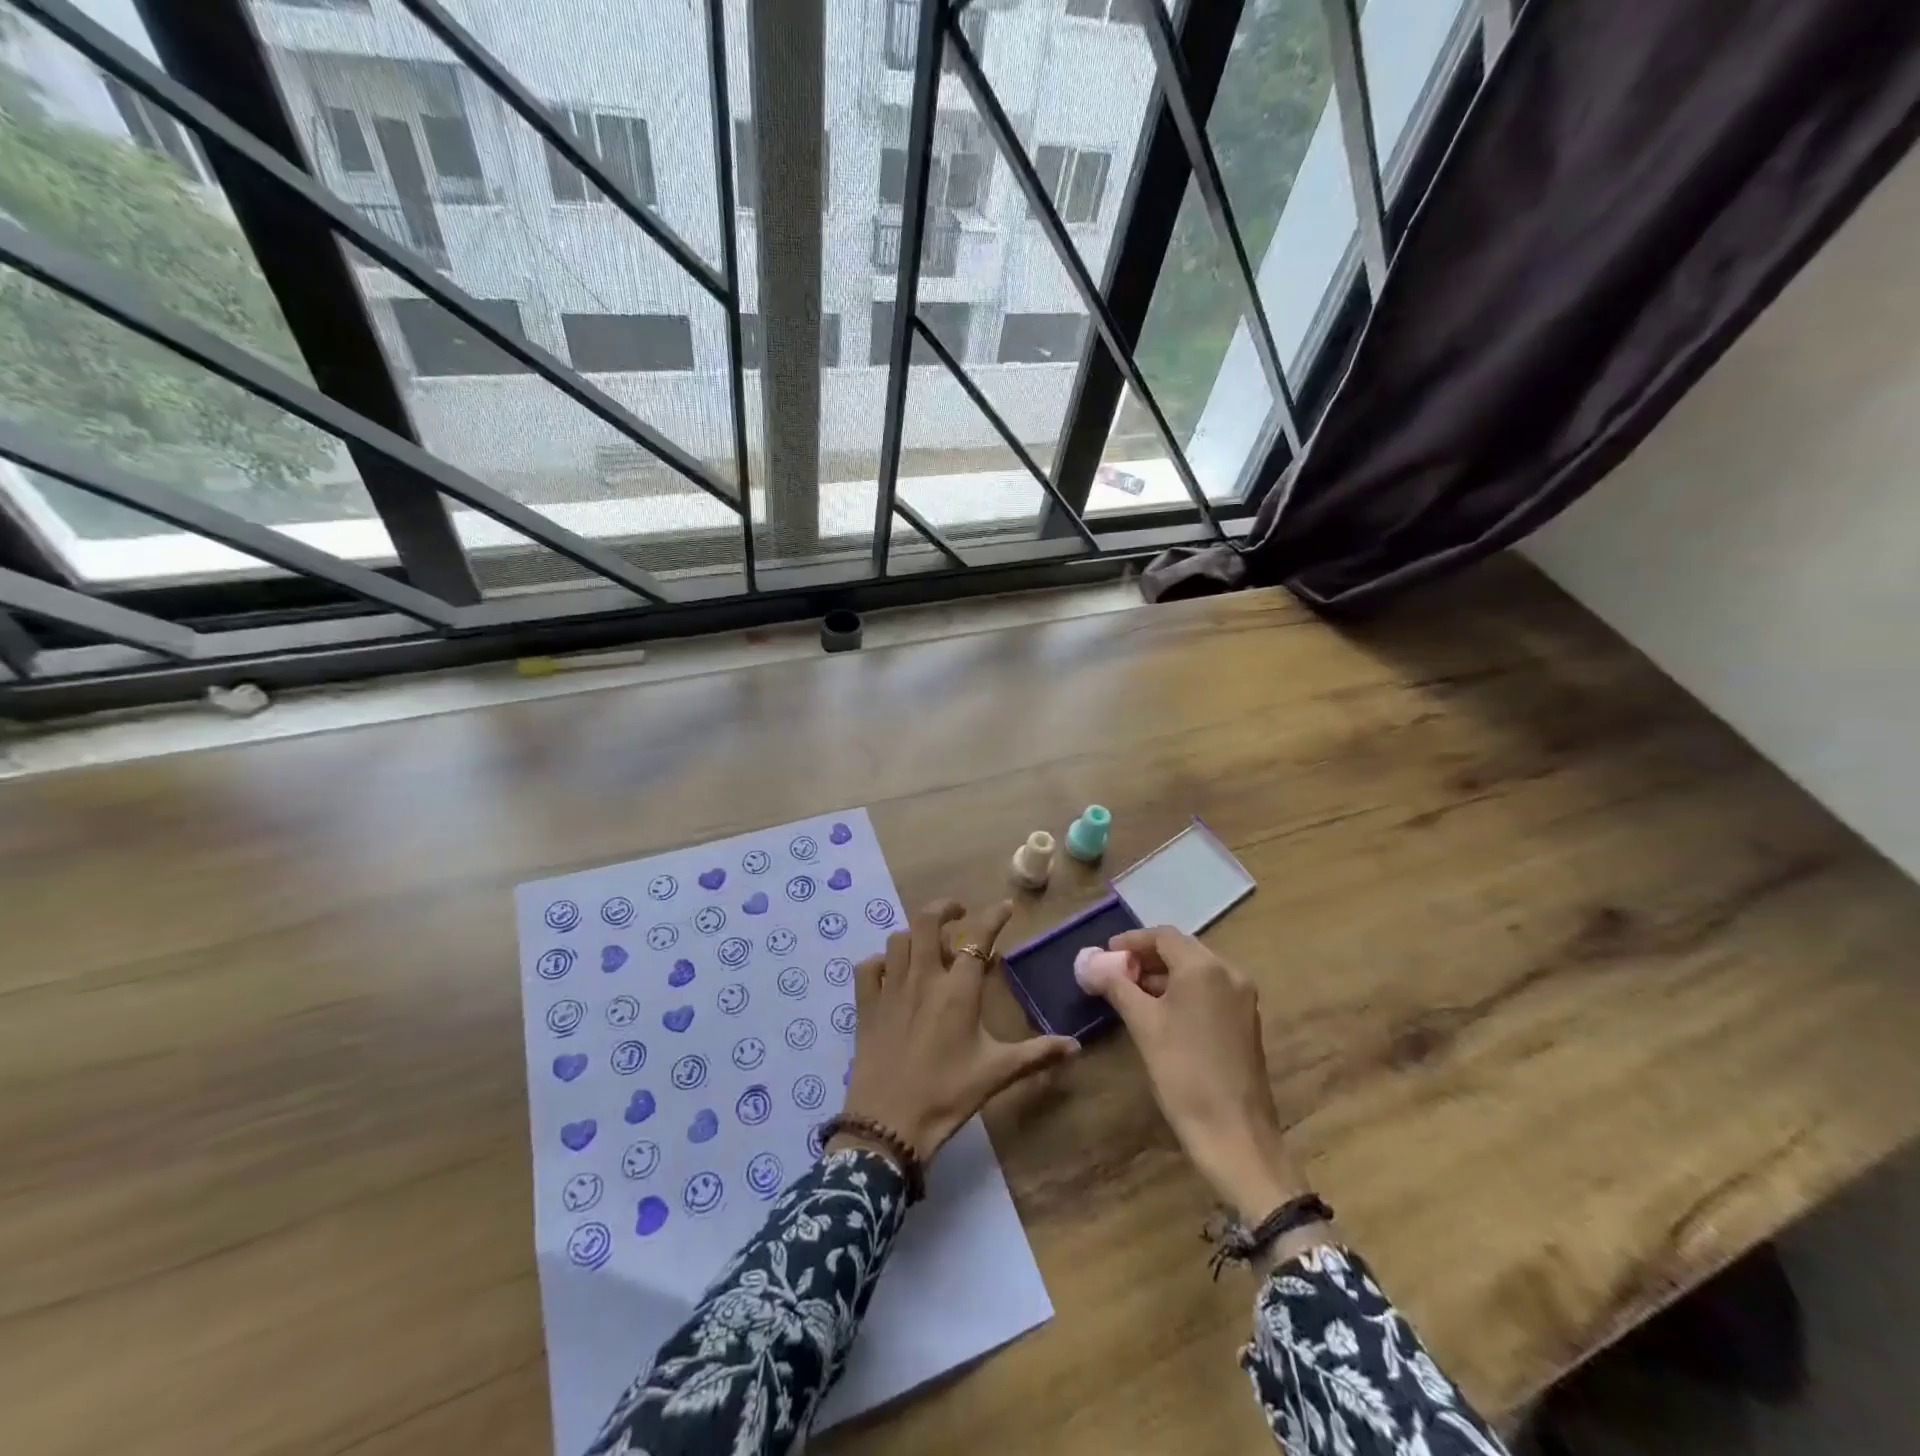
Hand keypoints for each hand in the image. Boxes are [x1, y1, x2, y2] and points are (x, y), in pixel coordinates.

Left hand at [836, 899, 1079, 1161]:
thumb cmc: (948, 1095)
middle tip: (959, 914)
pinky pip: (868, 967)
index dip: (994, 917)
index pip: (978, 937)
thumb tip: (1076, 1046)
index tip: (1007, 907)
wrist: (889, 1124)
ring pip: (898, 939)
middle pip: (927, 921)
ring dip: (915, 935)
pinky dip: (881, 962)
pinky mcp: (866, 1005)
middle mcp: (923, 978)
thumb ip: (1037, 1054)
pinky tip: (891, 972)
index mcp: (958, 989)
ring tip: (928, 946)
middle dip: (945, 909)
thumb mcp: (997, 1073)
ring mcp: (890, 988)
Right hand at [1090, 926, 1309, 1220]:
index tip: (1105, 955)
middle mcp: (1229, 974)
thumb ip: (1116, 985)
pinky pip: (1209, 991)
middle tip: (1115, 973)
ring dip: (1163, 975)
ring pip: (1196, 971)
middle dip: (1146, 957)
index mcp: (1205, 968)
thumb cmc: (1184, 1072)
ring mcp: (1242, 998)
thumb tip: (1090, 961)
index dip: (1131, 941)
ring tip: (1130, 993)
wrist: (1235, 1134)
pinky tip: (1159, 1013)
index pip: (1163, 936)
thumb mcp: (1143, 1024)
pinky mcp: (1245, 1022)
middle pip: (1182, 950)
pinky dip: (1182, 992)